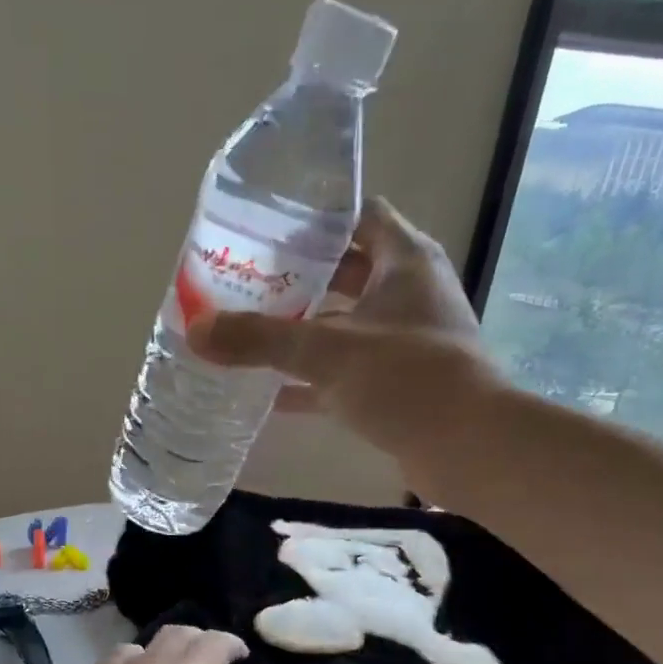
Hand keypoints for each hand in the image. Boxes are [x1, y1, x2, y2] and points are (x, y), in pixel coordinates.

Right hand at [188, 196, 504, 461]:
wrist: (467, 447)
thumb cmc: (404, 377)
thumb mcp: (324, 351)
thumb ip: (259, 339)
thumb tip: (195, 330)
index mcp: (404, 262)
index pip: (359, 216)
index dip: (314, 218)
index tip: (266, 229)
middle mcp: (409, 293)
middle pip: (346, 271)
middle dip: (297, 277)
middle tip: (245, 282)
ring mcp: (406, 341)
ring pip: (345, 324)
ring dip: (303, 329)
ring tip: (250, 331)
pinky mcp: (400, 384)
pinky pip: (346, 372)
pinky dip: (312, 380)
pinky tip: (270, 393)